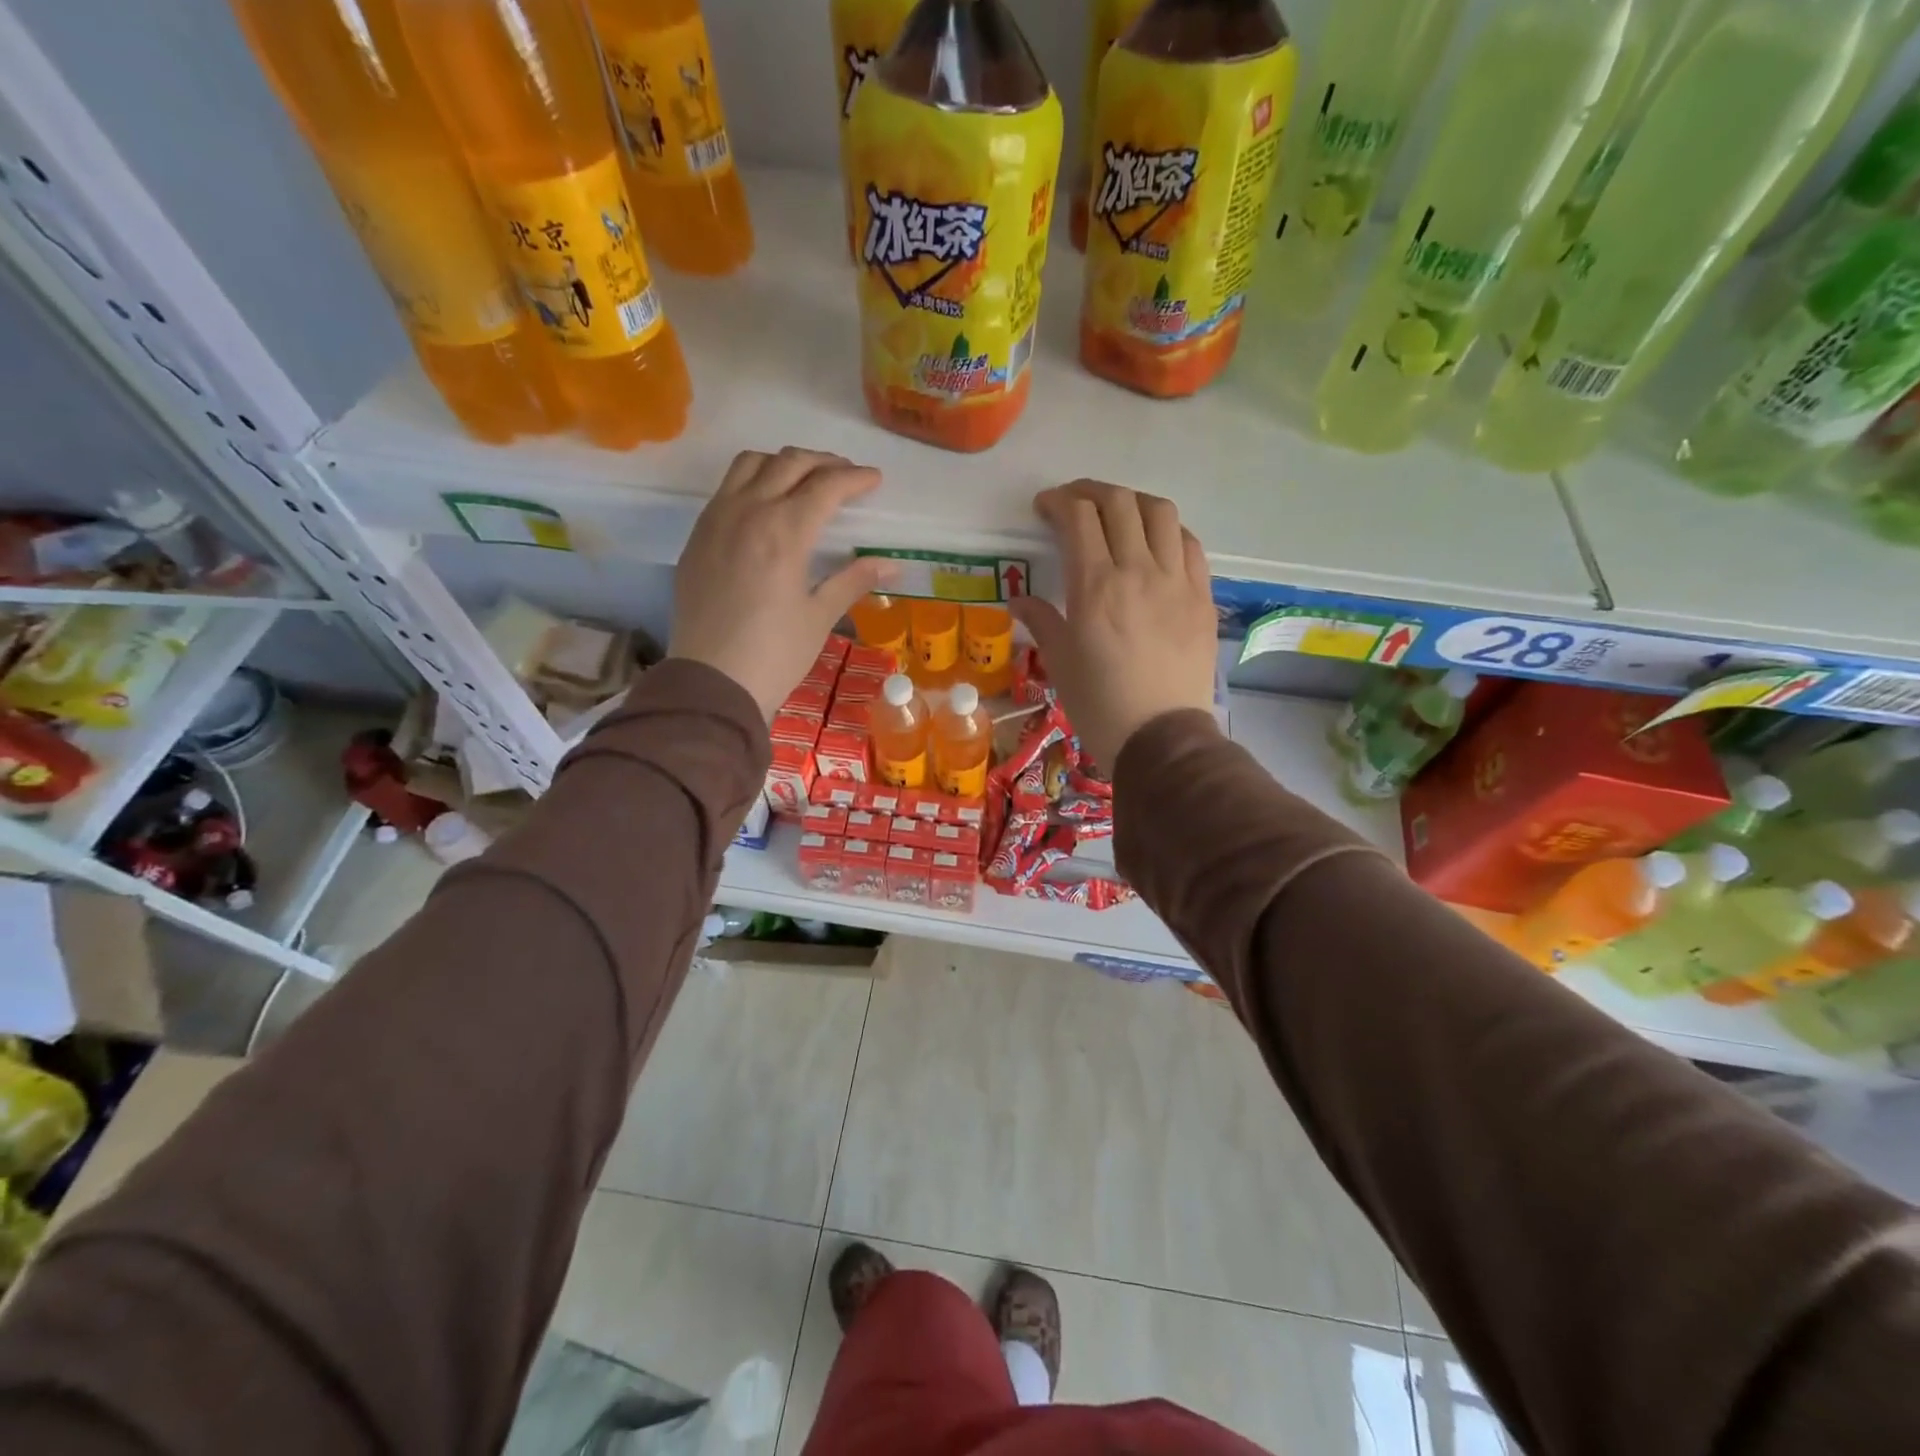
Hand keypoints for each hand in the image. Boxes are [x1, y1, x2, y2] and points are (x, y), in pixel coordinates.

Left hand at [670, 448, 893, 718]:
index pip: (826, 486)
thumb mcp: (820, 616)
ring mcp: (716, 520)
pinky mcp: (697, 536)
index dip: (855, 479)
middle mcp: (748, 512)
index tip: (875, 480)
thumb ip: (853, 580)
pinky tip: (766, 505)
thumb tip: (891, 565)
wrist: (712, 682)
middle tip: (846, 476)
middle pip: (789, 463)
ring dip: (783, 463)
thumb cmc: (775, 654)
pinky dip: (752, 481)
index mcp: (785, 531)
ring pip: (750, 464)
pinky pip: (726, 488)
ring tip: (804, 480)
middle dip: (823, 463)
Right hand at [1010, 480, 1217, 769]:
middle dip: (1091, 492)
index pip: (1079, 517)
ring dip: (1133, 502)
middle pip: (1119, 503)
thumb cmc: (1100, 704)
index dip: (1058, 502)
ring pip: (1160, 512)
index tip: (1044, 509)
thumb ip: (1041, 621)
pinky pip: (1189, 544)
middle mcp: (1138, 570)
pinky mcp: (1202, 596)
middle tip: (1074, 503)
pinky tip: (1156, 543)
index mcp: (1095, 586)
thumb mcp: (1060, 663)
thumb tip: (1020, 600)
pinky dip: (1168, 531)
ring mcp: (1176, 580)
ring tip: (1118, 513)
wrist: (1161, 738)